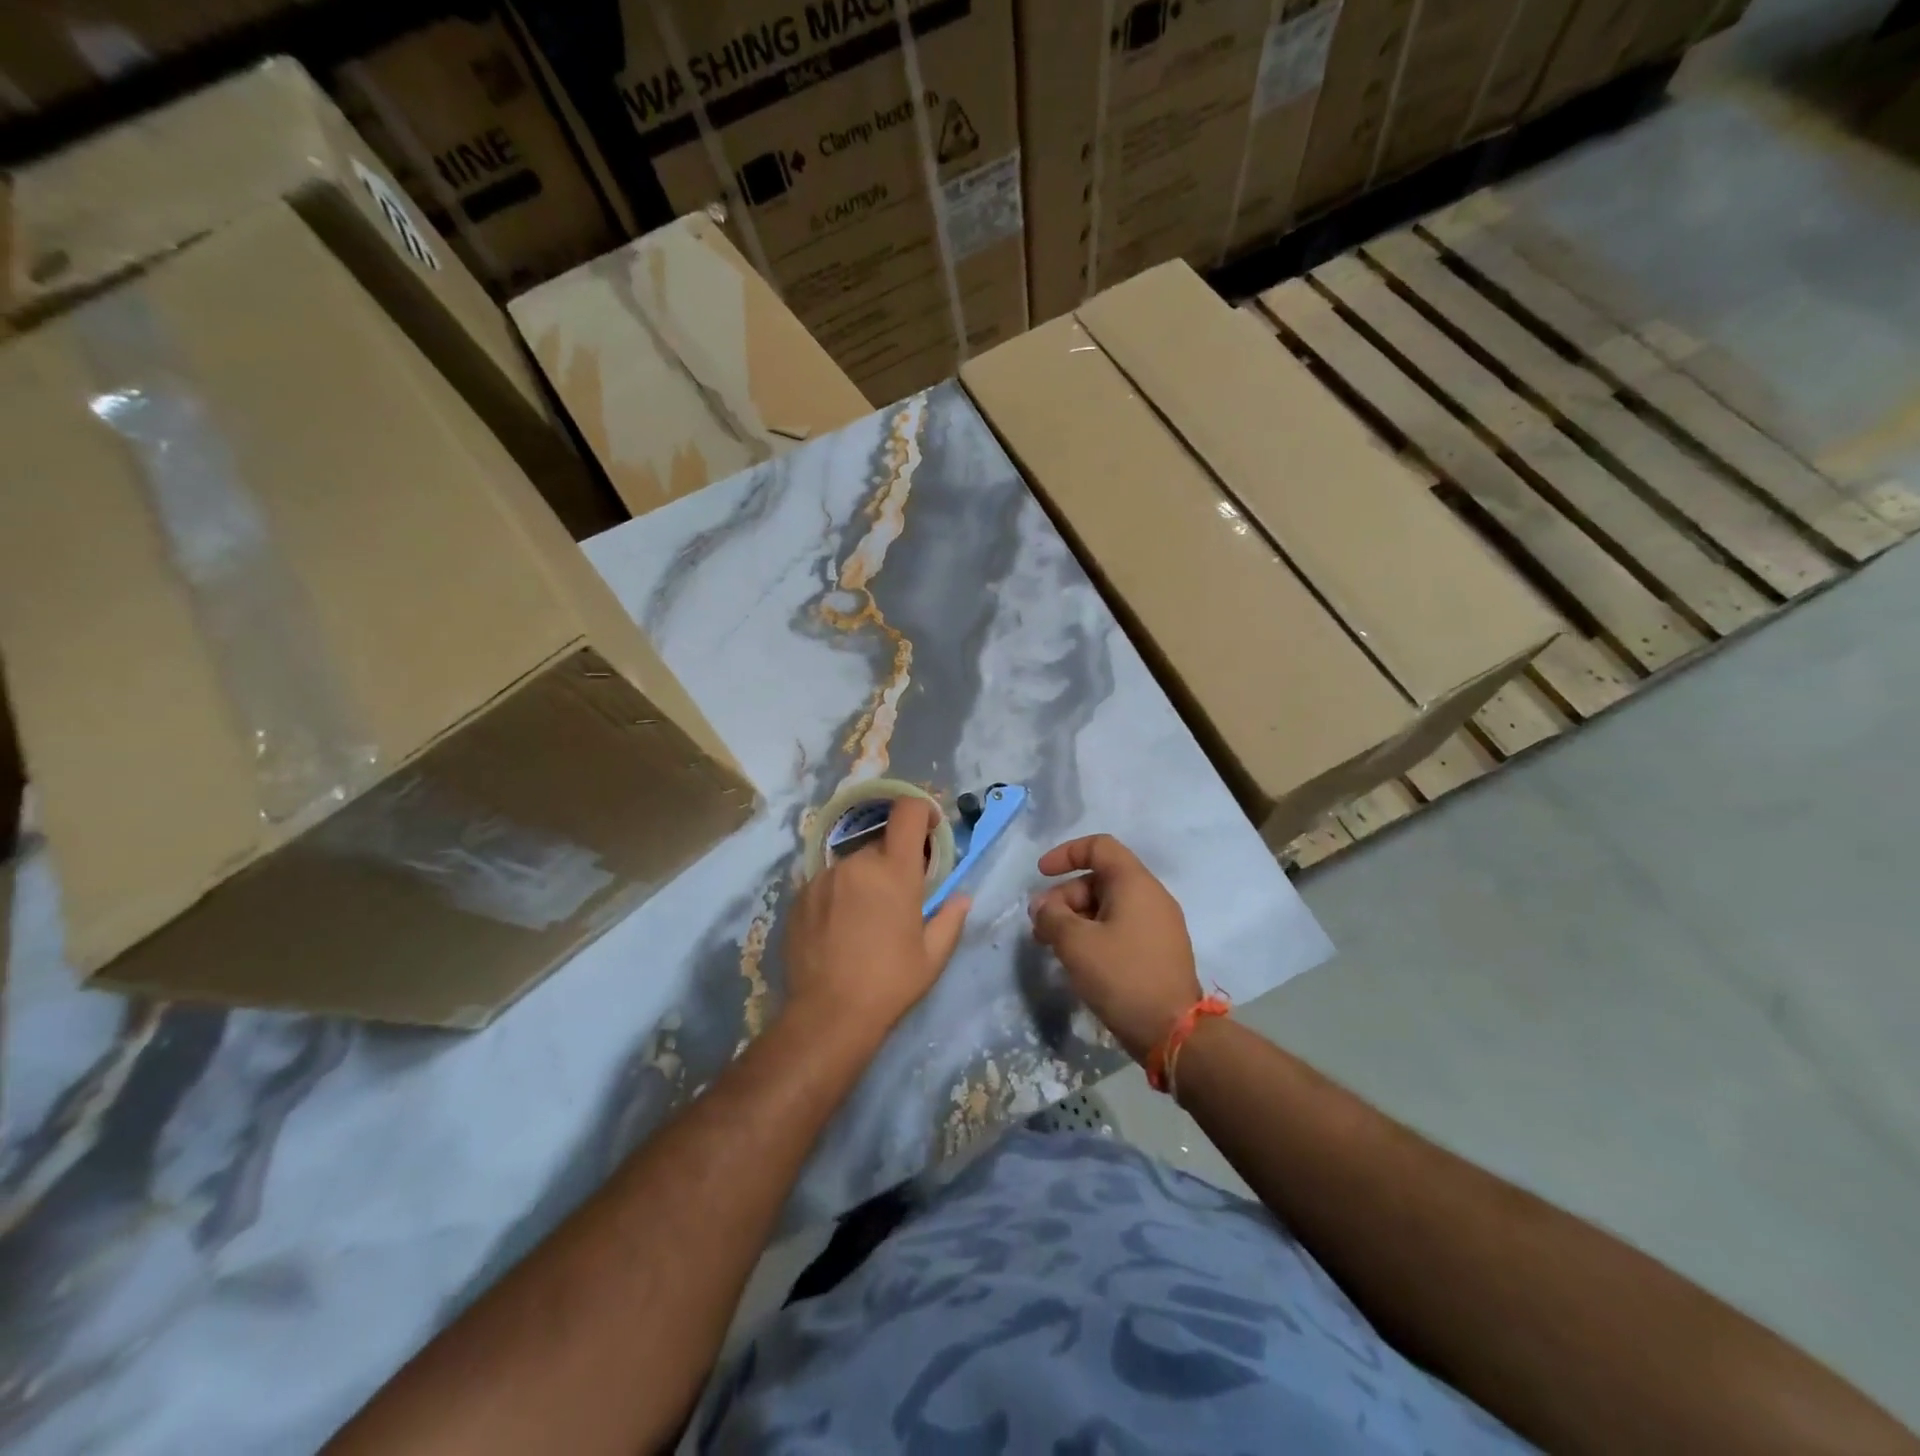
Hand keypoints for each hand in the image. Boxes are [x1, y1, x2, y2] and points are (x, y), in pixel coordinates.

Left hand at [783, 797, 970, 1046]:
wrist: (827, 1015)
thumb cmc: (890, 983)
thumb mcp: (933, 956)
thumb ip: (951, 918)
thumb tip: (961, 897)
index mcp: (894, 871)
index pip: (907, 812)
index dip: (921, 811)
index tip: (929, 830)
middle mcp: (857, 863)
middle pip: (880, 843)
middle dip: (893, 861)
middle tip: (899, 896)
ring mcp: (823, 878)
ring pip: (852, 864)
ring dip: (864, 879)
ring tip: (866, 919)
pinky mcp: (799, 896)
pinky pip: (827, 883)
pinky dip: (839, 895)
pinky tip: (839, 929)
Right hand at [1030, 835, 1201, 1062]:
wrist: (1173, 1032)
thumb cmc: (1122, 976)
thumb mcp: (1076, 944)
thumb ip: (1052, 917)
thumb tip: (1042, 907)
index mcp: (1135, 883)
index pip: (1099, 847)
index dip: (1066, 854)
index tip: (1041, 874)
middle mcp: (1151, 896)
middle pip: (1100, 879)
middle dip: (1064, 897)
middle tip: (1040, 927)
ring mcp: (1159, 924)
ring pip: (1108, 906)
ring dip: (1076, 919)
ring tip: (1052, 947)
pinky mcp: (1159, 950)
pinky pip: (1121, 927)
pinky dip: (1095, 934)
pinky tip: (1078, 961)